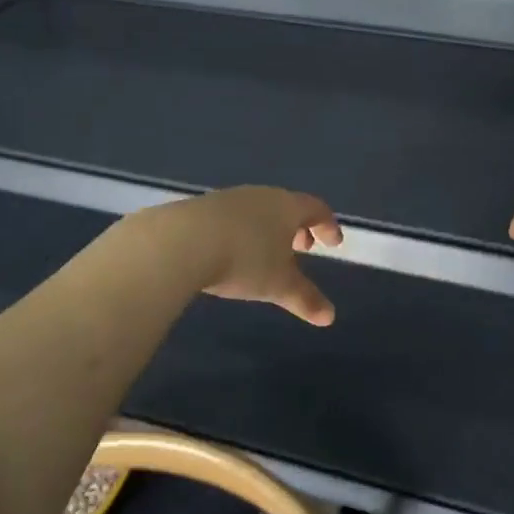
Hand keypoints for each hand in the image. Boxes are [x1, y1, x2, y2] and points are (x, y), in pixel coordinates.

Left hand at [152, 187, 343, 326]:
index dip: (328, 226)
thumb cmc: (244, 260)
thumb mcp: (279, 286)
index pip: (316, 209)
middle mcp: (260, 196)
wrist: (180, 242)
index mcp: (287, 207)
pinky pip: (231, 218)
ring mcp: (227, 199)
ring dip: (268, 230)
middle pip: (286, 206)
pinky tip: (230, 253)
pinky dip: (241, 232)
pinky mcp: (199, 208)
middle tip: (302, 249)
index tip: (333, 243)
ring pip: (257, 211)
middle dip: (297, 228)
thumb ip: (306, 299)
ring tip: (266, 254)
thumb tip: (330, 317)